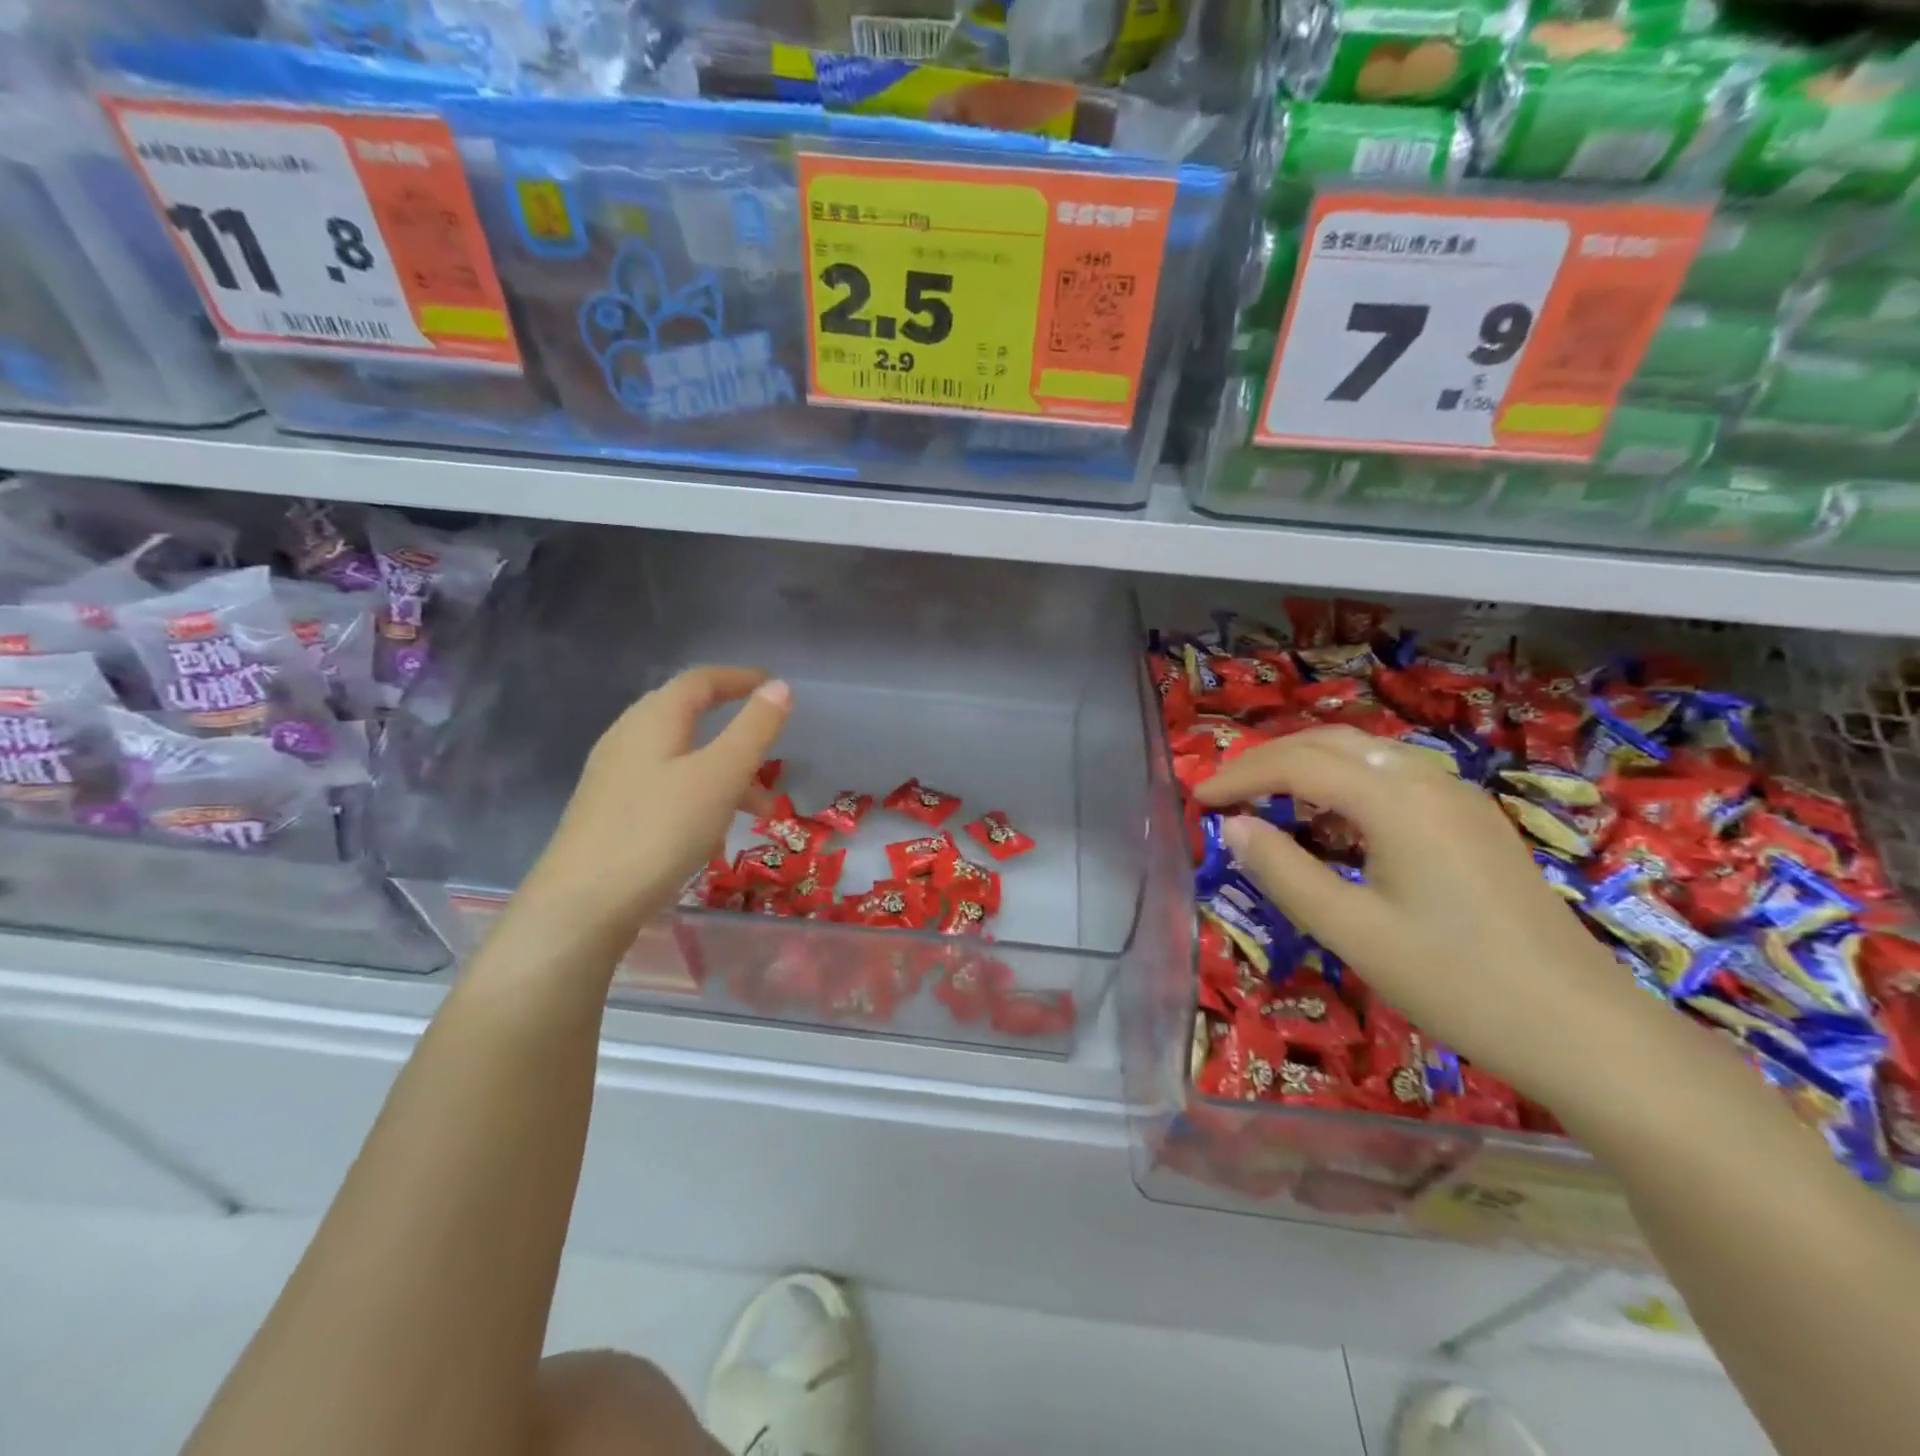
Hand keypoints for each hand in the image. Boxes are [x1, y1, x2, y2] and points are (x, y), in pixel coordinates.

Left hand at [517, 666, 790, 938]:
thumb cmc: (660, 829)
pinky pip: (665, 788)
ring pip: (680, 758)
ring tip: (758, 810)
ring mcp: (613, 776)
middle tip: (770, 750)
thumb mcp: (721, 775)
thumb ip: (754, 729)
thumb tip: (779, 687)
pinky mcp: (609, 812)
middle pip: (687, 716)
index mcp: (654, 718)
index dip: (739, 678)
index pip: (700, 680)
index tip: (773, 687)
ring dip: (723, 772)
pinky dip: (699, 796)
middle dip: (735, 730)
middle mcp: (628, 737)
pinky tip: (712, 834)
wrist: (583, 904)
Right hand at [1194, 725, 1660, 1102]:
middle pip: (1331, 743)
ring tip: (1267, 802)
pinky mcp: (1474, 823)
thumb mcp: (1351, 931)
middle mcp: (1429, 781)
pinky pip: (1394, 779)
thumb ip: (1284, 871)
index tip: (1197, 799)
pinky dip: (1345, 785)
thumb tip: (1234, 827)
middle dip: (1268, 760)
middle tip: (1225, 794)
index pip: (1297, 764)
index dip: (1239, 775)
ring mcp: (1459, 799)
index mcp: (1397, 801)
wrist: (1584, 1031)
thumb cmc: (1457, 983)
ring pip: (1365, 755)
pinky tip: (1333, 825)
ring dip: (1307, 767)